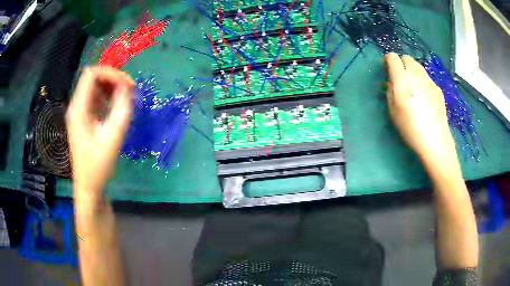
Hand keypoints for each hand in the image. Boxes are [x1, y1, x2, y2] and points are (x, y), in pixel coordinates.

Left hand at [66, 66, 133, 206]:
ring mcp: (80, 112)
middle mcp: (77, 106)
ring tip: (126, 98)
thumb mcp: (113, 137)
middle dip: (113, 79)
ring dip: (111, 87)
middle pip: (93, 78)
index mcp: (78, 109)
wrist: (89, 186)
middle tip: (130, 90)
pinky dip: (108, 97)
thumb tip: (128, 87)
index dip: (111, 73)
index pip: (92, 74)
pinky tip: (117, 107)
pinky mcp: (85, 118)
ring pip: (95, 87)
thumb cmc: (98, 166)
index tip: (127, 85)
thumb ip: (122, 109)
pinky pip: (96, 99)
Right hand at [384, 53, 456, 165]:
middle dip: (401, 63)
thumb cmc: (410, 127)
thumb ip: (389, 91)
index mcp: (402, 79)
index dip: (389, 60)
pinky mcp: (437, 88)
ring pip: (418, 66)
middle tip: (400, 77)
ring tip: (413, 87)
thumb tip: (391, 82)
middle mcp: (416, 74)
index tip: (388, 70)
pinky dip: (422, 80)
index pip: (393, 57)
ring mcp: (429, 80)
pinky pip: (427, 78)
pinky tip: (424, 97)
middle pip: (407, 58)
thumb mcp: (392, 111)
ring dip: (412, 70)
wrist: (435, 140)